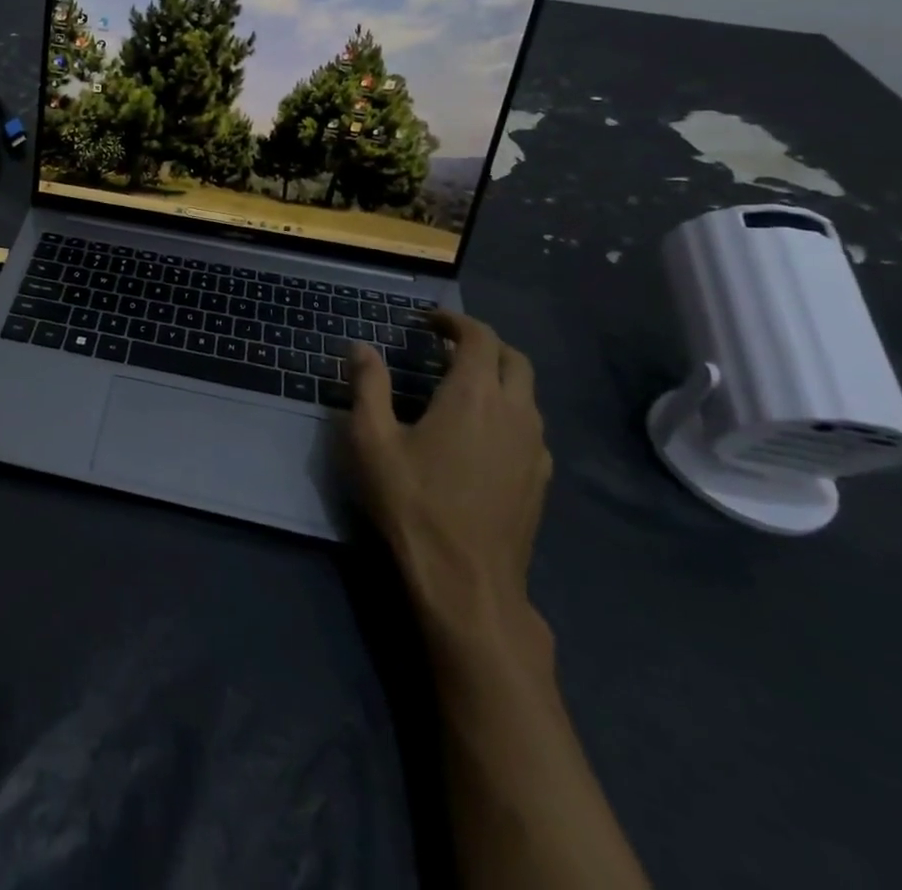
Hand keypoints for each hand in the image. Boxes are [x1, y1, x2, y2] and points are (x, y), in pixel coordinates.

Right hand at [344, 312, 550, 635]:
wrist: (466, 581)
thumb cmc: (412, 501)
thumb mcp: (371, 439)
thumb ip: (367, 385)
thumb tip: (361, 347)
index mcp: (475, 394)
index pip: (478, 336)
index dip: (454, 320)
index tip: (427, 321)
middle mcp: (515, 411)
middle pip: (513, 358)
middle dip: (482, 343)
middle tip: (444, 348)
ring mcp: (534, 447)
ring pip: (527, 393)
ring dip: (498, 377)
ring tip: (460, 387)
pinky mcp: (540, 479)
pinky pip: (530, 427)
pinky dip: (509, 411)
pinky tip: (481, 434)